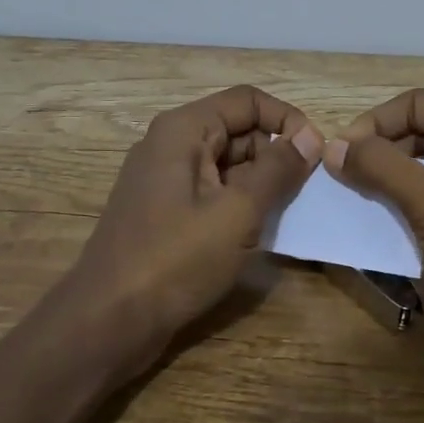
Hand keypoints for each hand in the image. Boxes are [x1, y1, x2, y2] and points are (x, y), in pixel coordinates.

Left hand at [64, 86, 322, 377]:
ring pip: (226, 164)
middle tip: (304, 192)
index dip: (286, 120)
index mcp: (183, 130)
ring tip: (285, 214)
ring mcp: (164, 180)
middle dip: (275, 154)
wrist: (108, 321)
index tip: (315, 155)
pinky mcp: (164, 212)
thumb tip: (310, 136)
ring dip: (260, 183)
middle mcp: (170, 145)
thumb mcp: (237, 212)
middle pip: (237, 130)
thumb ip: (277, 169)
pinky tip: (257, 232)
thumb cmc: (175, 260)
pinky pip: (211, 192)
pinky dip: (238, 204)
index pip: (248, 101)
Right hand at [324, 89, 423, 375]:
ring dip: (390, 180)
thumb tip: (332, 147)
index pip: (416, 103)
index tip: (335, 159)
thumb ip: (381, 168)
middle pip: (421, 130)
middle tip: (340, 181)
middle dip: (380, 152)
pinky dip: (408, 203)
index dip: (372, 125)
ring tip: (354, 200)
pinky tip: (382, 221)